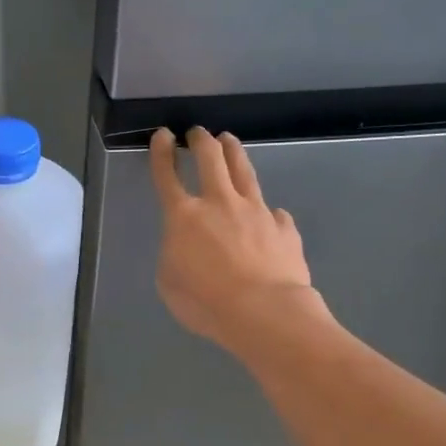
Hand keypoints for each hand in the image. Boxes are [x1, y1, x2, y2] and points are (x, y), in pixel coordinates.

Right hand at [149, 127, 320, 352]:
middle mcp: (220, 203)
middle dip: (201, 140)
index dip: (161, 153)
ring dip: (233, 152)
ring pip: (244, 171)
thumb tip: (188, 246)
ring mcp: (256, 212)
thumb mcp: (170, 282)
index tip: (163, 136)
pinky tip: (271, 215)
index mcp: (184, 217)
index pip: (167, 176)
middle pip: (210, 158)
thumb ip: (175, 256)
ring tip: (229, 140)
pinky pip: (275, 214)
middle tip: (197, 133)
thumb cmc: (206, 302)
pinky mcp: (284, 228)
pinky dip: (269, 212)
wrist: (264, 312)